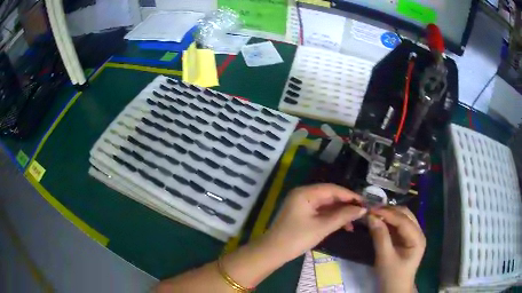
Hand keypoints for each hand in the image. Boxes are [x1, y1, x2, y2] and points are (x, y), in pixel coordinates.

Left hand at [264, 184, 366, 261]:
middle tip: (361, 212)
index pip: (332, 189)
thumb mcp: (322, 227)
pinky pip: (320, 212)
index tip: (364, 202)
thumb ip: (343, 216)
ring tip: (354, 222)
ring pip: (326, 205)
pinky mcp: (302, 214)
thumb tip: (362, 209)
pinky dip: (331, 217)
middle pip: (329, 196)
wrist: (273, 252)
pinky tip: (342, 225)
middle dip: (346, 204)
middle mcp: (303, 195)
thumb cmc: (297, 238)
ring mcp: (302, 204)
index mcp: (305, 193)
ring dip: (340, 212)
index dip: (349, 195)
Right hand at [368, 207, 425, 292]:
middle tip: (371, 210)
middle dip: (388, 211)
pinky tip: (379, 220)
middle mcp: (418, 233)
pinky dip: (388, 222)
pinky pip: (397, 225)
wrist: (394, 290)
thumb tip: (371, 217)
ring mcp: (412, 235)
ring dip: (388, 214)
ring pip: (401, 218)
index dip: (387, 213)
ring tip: (373, 213)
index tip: (371, 209)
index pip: (403, 220)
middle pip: (405, 215)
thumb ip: (380, 237)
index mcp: (417, 238)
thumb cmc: (392, 277)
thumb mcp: (385, 258)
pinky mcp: (406, 239)